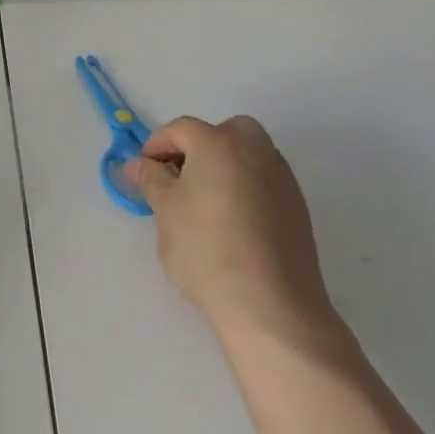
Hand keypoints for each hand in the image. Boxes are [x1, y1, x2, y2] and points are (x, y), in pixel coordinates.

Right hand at [126, 116, 342, 351]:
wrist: (270, 305)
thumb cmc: (206, 249)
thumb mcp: (165, 211)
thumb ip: (150, 179)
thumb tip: (137, 164)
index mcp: (219, 144)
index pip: (181, 128)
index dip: (157, 145)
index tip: (144, 172)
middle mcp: (256, 151)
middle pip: (226, 131)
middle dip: (200, 145)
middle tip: (181, 177)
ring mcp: (282, 179)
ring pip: (249, 155)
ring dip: (225, 166)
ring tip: (205, 203)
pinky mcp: (297, 208)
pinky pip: (264, 181)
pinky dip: (245, 188)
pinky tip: (232, 223)